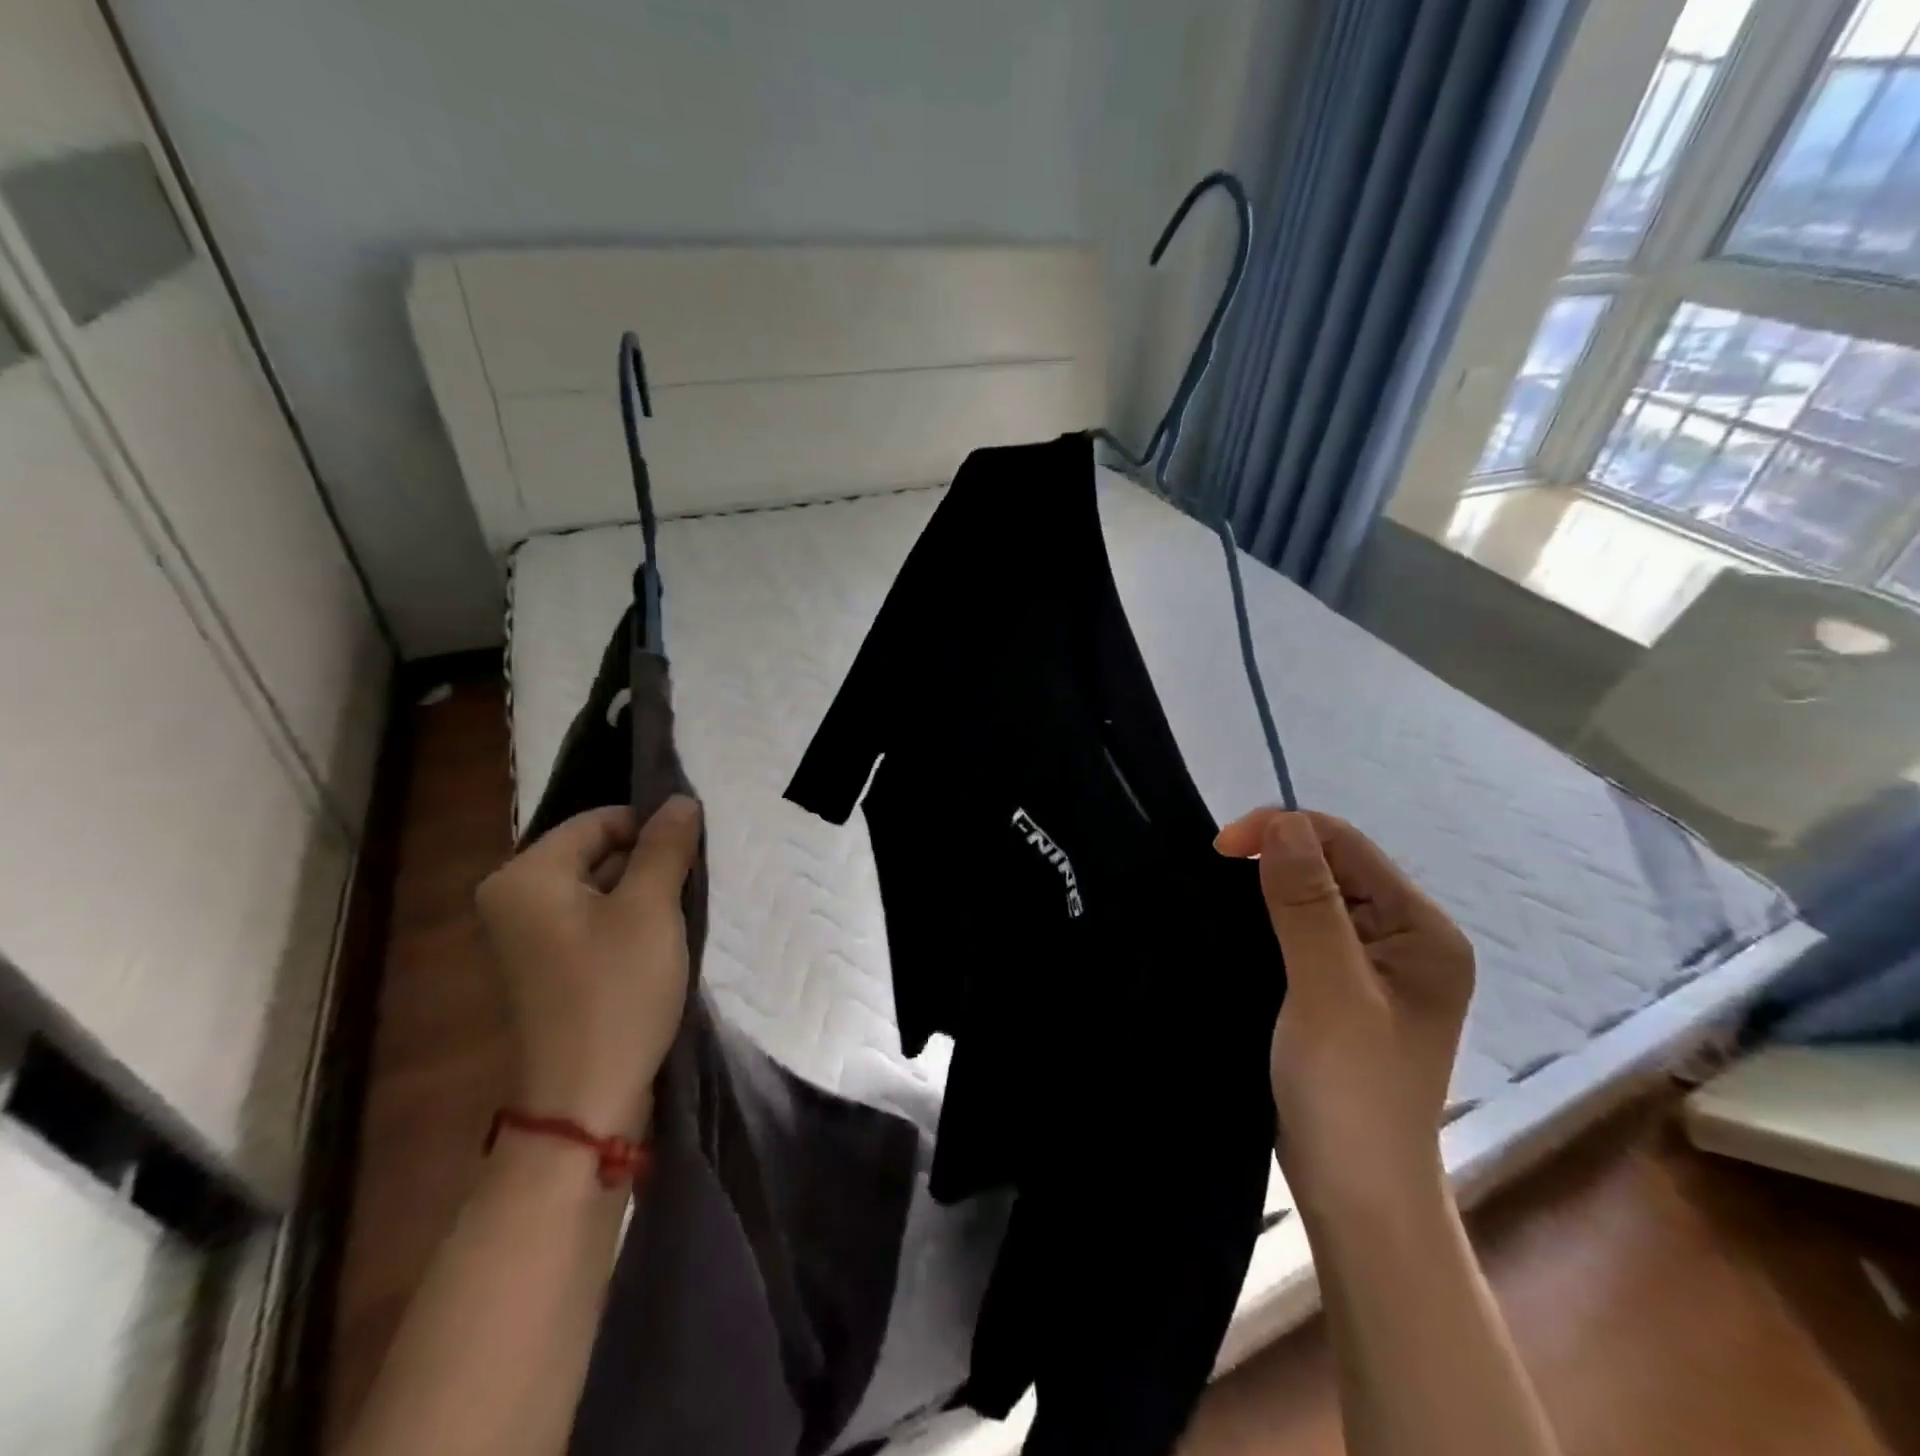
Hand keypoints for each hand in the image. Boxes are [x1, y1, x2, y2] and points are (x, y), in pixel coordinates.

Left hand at [475, 797, 701, 1138]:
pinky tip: (657, 947)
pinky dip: (627, 924)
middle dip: (648, 865)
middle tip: (689, 892)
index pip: (601, 821)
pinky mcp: (544, 966)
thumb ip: (667, 847)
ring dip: (642, 897)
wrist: (585, 1098)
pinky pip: (591, 922)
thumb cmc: (617, 991)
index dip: (652, 832)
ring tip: (678, 920)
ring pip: (600, 888)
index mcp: (525, 875)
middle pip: (598, 853)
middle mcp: (513, 898)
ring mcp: (524, 936)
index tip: (692, 860)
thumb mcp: (651, 909)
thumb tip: (680, 800)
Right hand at [1216, 809, 1474, 1212]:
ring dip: (1267, 888)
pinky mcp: (1345, 986)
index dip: (1282, 832)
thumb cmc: (1349, 1092)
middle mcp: (1406, 938)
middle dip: (1273, 858)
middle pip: (1334, 865)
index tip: (1220, 849)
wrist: (1355, 1192)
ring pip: (1314, 895)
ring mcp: (1376, 964)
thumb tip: (1283, 820)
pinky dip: (1269, 918)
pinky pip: (1304, 928)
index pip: (1347, 846)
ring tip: (1220, 900)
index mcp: (1422, 931)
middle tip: (1214, 876)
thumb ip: (1307, 905)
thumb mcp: (1328, 992)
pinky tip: (1240, 928)